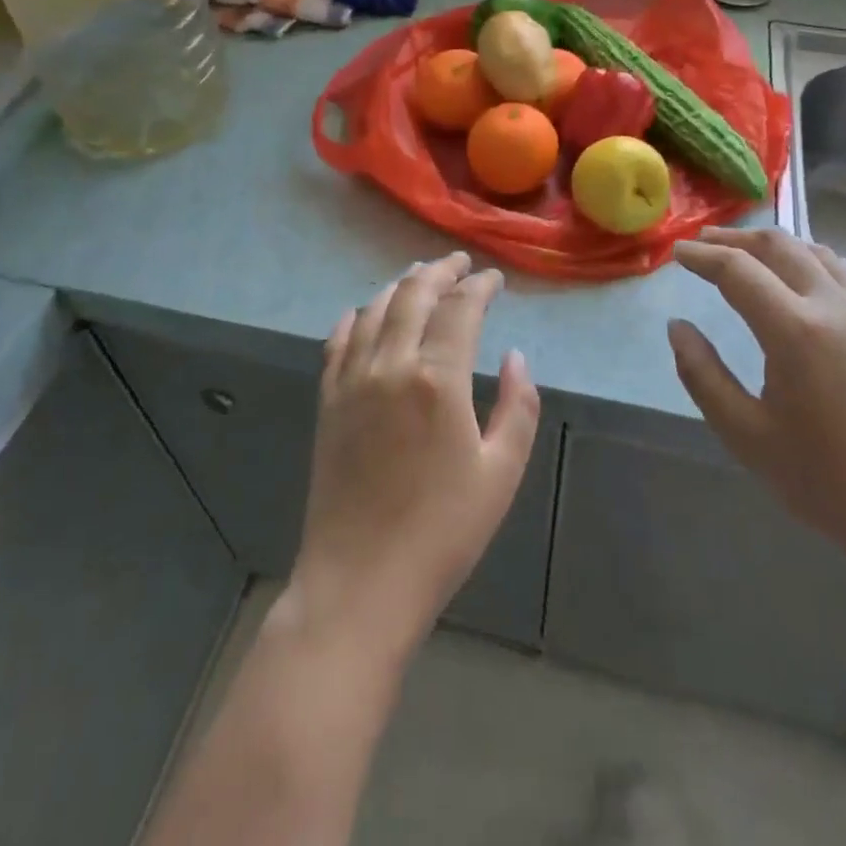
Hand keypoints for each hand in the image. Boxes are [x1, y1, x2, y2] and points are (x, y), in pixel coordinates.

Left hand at [288, 253, 539, 658]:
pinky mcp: (328, 401)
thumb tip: (515, 357)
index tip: (494, 278)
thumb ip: (518, 406)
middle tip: (459, 263)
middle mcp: (391, 365)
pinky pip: (338, 342)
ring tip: (420, 277)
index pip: (461, 308)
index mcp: (438, 379)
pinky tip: (363, 313)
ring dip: (401, 286)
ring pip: (375, 310)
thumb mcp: (501, 473)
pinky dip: (355, 318)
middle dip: (440, 271)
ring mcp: (352, 381)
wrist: (360, 582)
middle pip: (414, 295)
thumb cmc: (443, 532)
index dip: (480, 286)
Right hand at [669, 227, 845, 574]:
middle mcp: (836, 306)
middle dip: (734, 239)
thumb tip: (677, 328)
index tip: (677, 253)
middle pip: (779, 246)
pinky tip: (802, 281)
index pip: (738, 270)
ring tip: (747, 253)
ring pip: (817, 253)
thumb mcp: (745, 434)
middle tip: (703, 243)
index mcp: (796, 330)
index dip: (702, 257)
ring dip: (775, 245)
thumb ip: (702, 375)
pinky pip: (845, 274)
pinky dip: (810, 261)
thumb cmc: (826, 482)